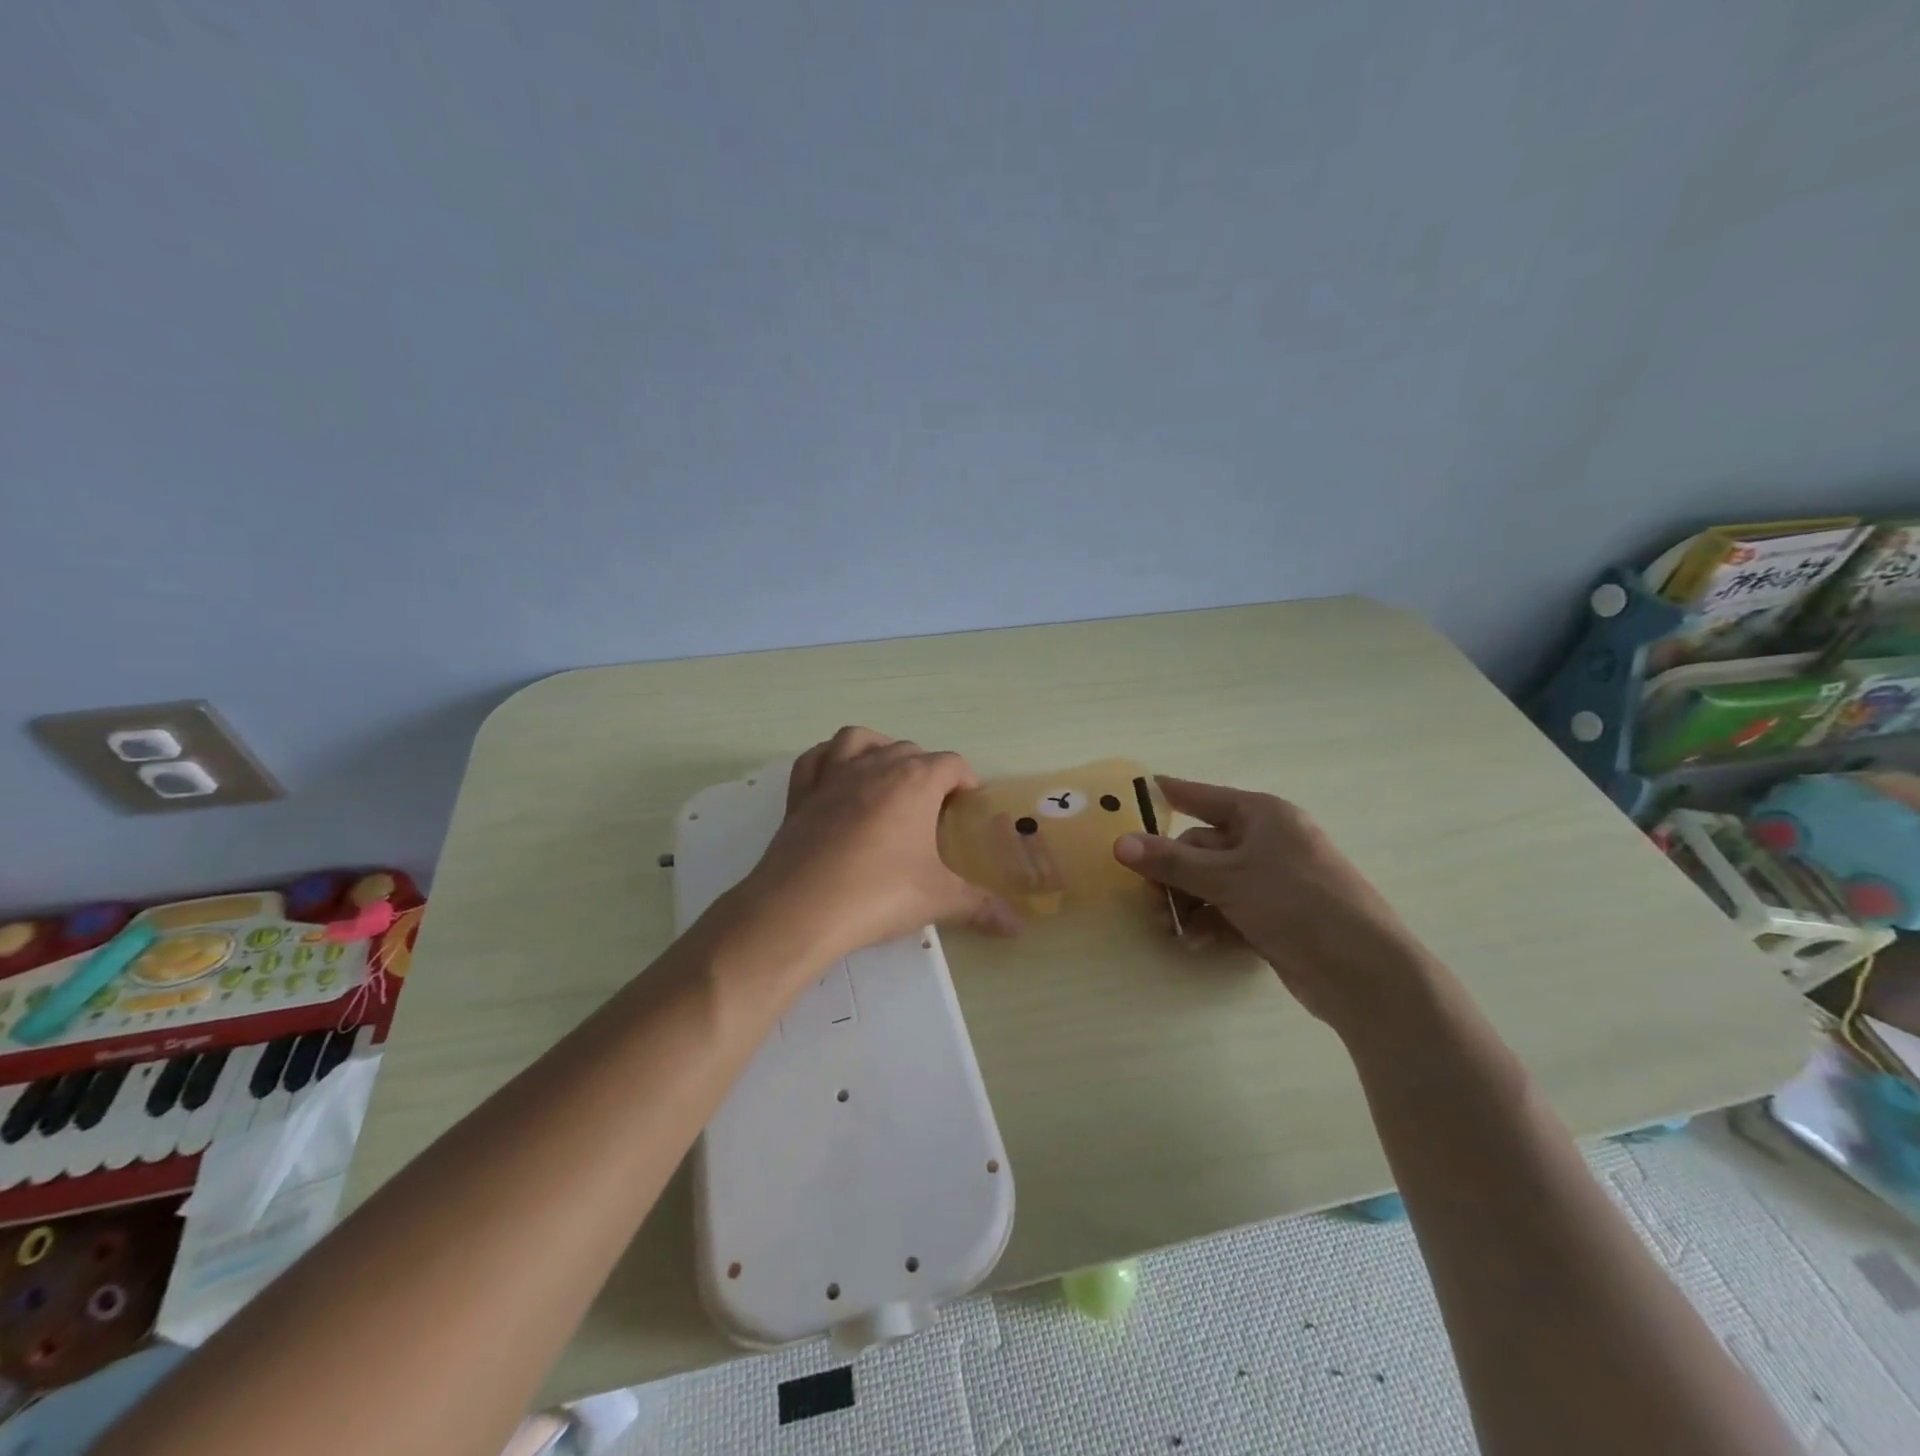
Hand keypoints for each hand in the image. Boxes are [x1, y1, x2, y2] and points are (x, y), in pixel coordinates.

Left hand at [731, 727, 1020, 969]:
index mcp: (916, 781)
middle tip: (933, 809)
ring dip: (878, 749)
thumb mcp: (939, 900)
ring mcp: (833, 776)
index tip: (968, 805)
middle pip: (910, 750)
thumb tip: (1018, 927)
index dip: (965, 780)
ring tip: (888, 777)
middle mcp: (875, 766)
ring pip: (860, 740)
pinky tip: (837, 779)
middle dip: (927, 771)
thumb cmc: (880, 894)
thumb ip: (982, 907)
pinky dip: (829, 759)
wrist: (801, 908)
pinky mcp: (800, 794)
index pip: (951, 763)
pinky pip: (815, 758)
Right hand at [1112, 776, 1439, 1030]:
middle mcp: (1268, 842)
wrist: (1363, 972)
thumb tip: (1118, 844)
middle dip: (1173, 873)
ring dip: (1187, 902)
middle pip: (1201, 847)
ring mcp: (1273, 881)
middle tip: (1148, 898)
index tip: (1137, 789)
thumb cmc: (1296, 903)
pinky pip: (1228, 908)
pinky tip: (1195, 942)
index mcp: (1263, 815)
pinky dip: (1209, 922)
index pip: (1203, 797)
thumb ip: (1170, 861)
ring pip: (1211, 882)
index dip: (1170, 794)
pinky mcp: (1276, 916)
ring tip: (1171, 928)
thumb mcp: (1227, 878)